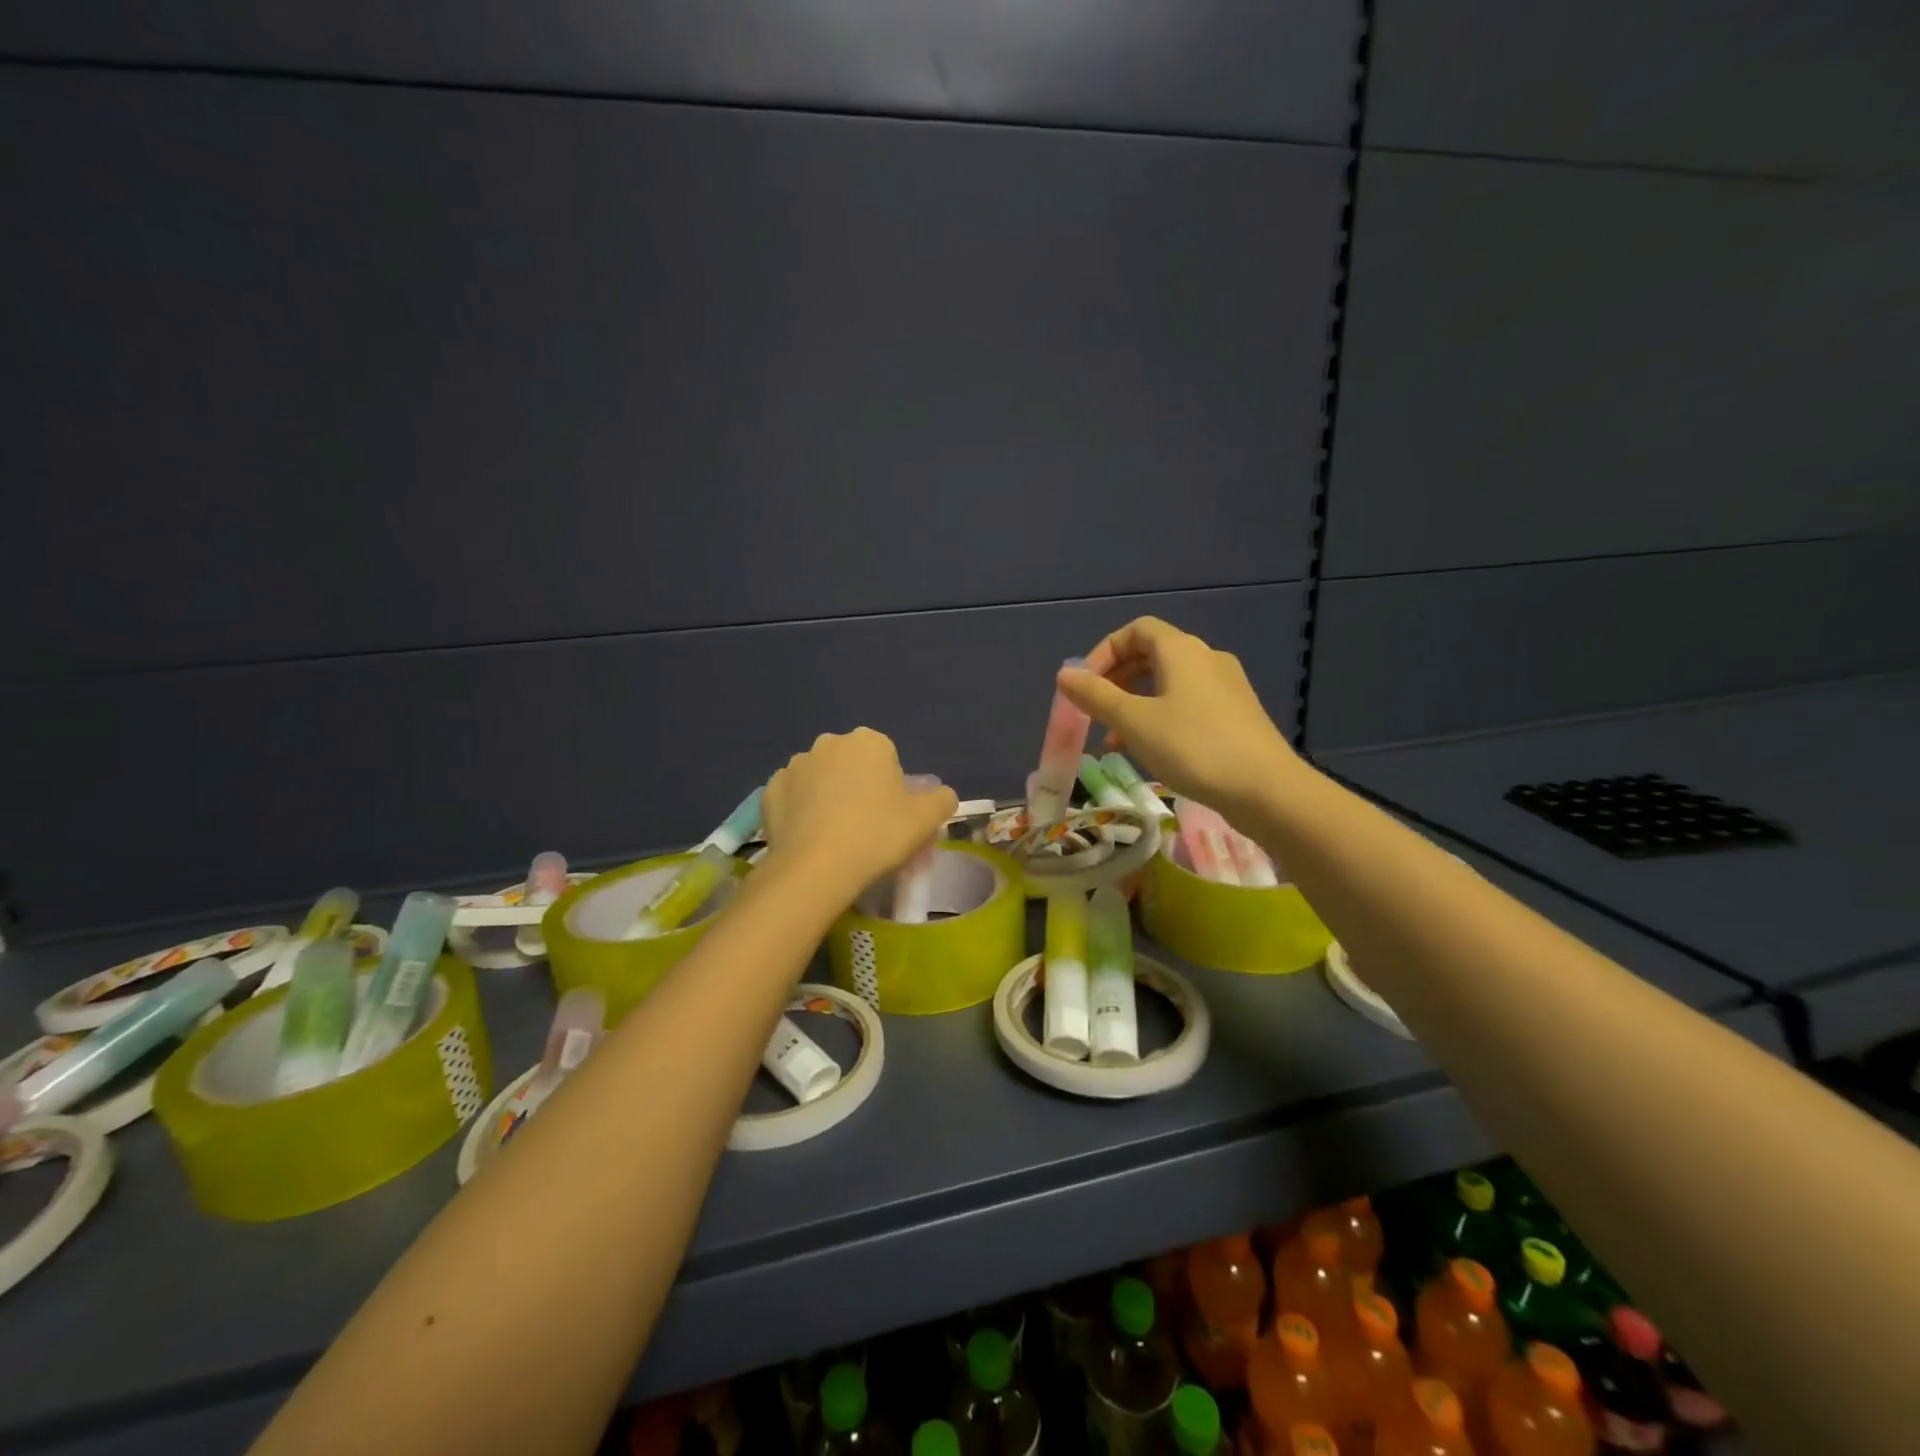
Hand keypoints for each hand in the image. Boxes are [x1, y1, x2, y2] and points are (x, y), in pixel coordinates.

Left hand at [763, 729, 957, 893]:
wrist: (816, 868)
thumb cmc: (877, 835)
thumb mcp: (926, 819)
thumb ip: (942, 799)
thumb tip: (942, 795)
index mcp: (868, 742)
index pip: (887, 759)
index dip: (892, 788)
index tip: (891, 816)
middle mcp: (829, 743)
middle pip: (851, 765)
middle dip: (858, 787)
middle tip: (865, 827)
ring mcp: (794, 765)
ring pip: (820, 780)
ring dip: (827, 798)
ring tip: (834, 837)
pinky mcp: (769, 791)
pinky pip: (793, 798)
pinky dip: (801, 812)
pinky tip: (809, 839)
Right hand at [1057, 617, 1303, 818]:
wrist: (1266, 789)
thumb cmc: (1193, 747)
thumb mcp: (1134, 722)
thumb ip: (1095, 696)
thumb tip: (1064, 674)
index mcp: (1181, 650)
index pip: (1136, 630)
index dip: (1104, 652)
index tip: (1084, 685)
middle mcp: (1206, 659)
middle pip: (1151, 655)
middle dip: (1116, 681)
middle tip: (1095, 711)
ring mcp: (1226, 687)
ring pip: (1168, 684)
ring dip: (1135, 704)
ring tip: (1113, 740)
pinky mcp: (1237, 715)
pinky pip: (1188, 704)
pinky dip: (1160, 718)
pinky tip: (1148, 752)